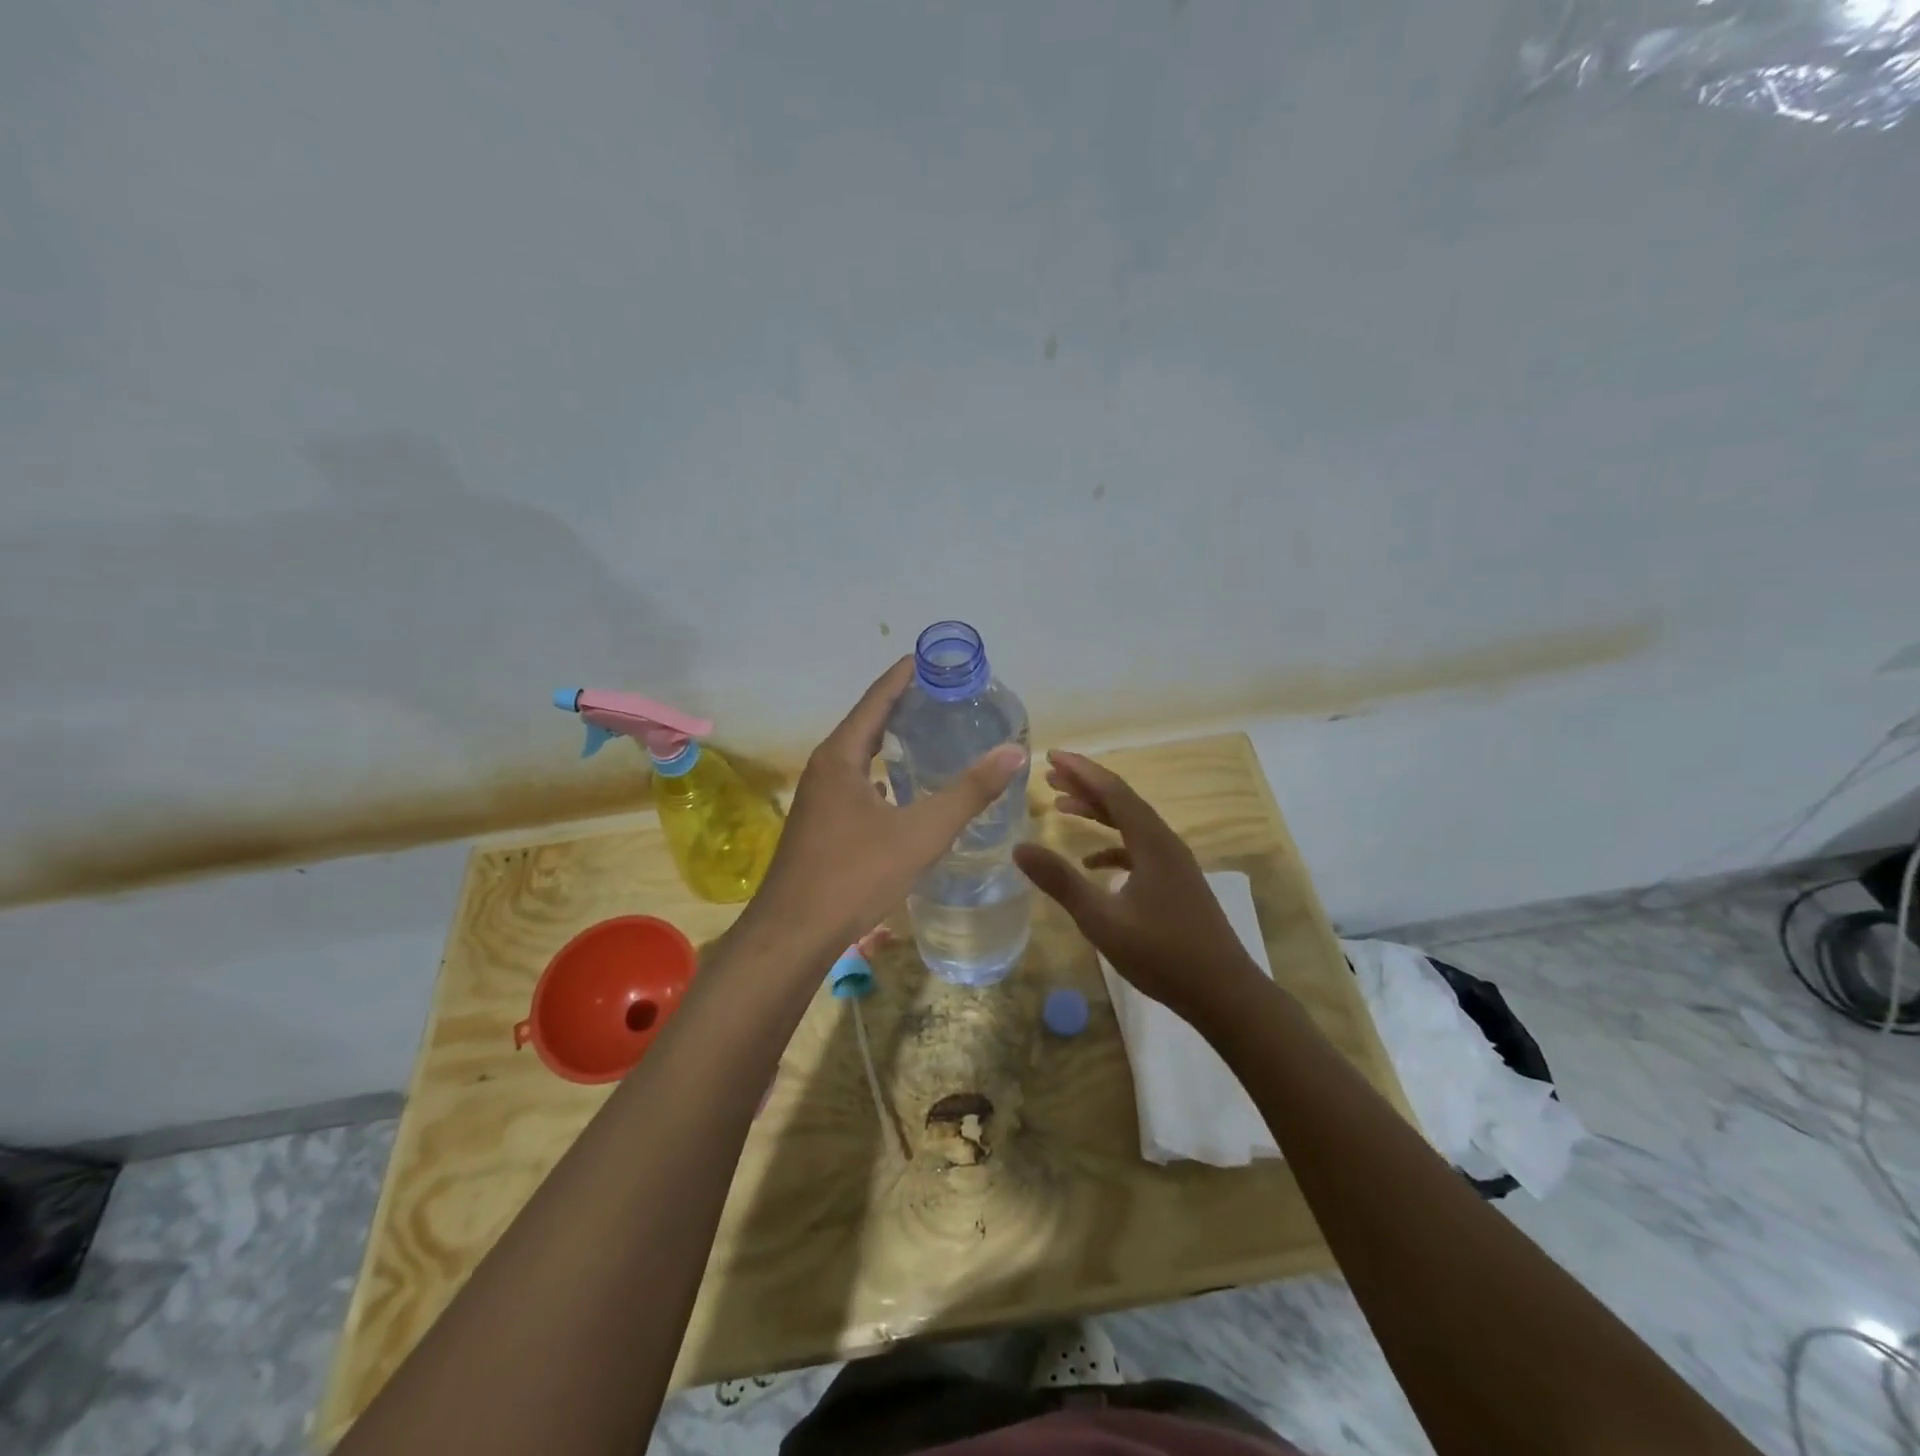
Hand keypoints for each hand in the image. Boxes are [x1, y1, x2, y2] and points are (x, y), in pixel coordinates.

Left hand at [739, 657, 1026, 959]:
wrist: (793, 934)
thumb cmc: (854, 875)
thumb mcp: (921, 832)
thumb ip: (969, 792)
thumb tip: (1014, 751)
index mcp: (841, 757)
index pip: (877, 700)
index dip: (904, 676)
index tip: (931, 658)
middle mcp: (825, 768)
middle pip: (867, 722)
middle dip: (902, 705)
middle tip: (943, 695)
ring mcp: (819, 798)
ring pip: (859, 755)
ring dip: (890, 739)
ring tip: (929, 733)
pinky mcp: (820, 824)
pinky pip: (856, 782)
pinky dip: (882, 773)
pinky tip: (903, 788)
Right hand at [1013, 750, 1265, 1027]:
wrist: (1224, 992)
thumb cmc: (1162, 954)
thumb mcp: (1102, 920)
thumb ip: (1061, 882)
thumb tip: (1019, 848)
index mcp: (1151, 842)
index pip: (1112, 791)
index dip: (1081, 770)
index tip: (1051, 756)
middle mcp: (1164, 842)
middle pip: (1122, 801)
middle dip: (1086, 785)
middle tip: (1050, 776)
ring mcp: (1173, 863)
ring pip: (1131, 824)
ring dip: (1098, 812)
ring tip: (1063, 806)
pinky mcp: (1176, 883)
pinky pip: (1139, 849)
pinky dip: (1112, 847)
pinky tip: (1091, 862)